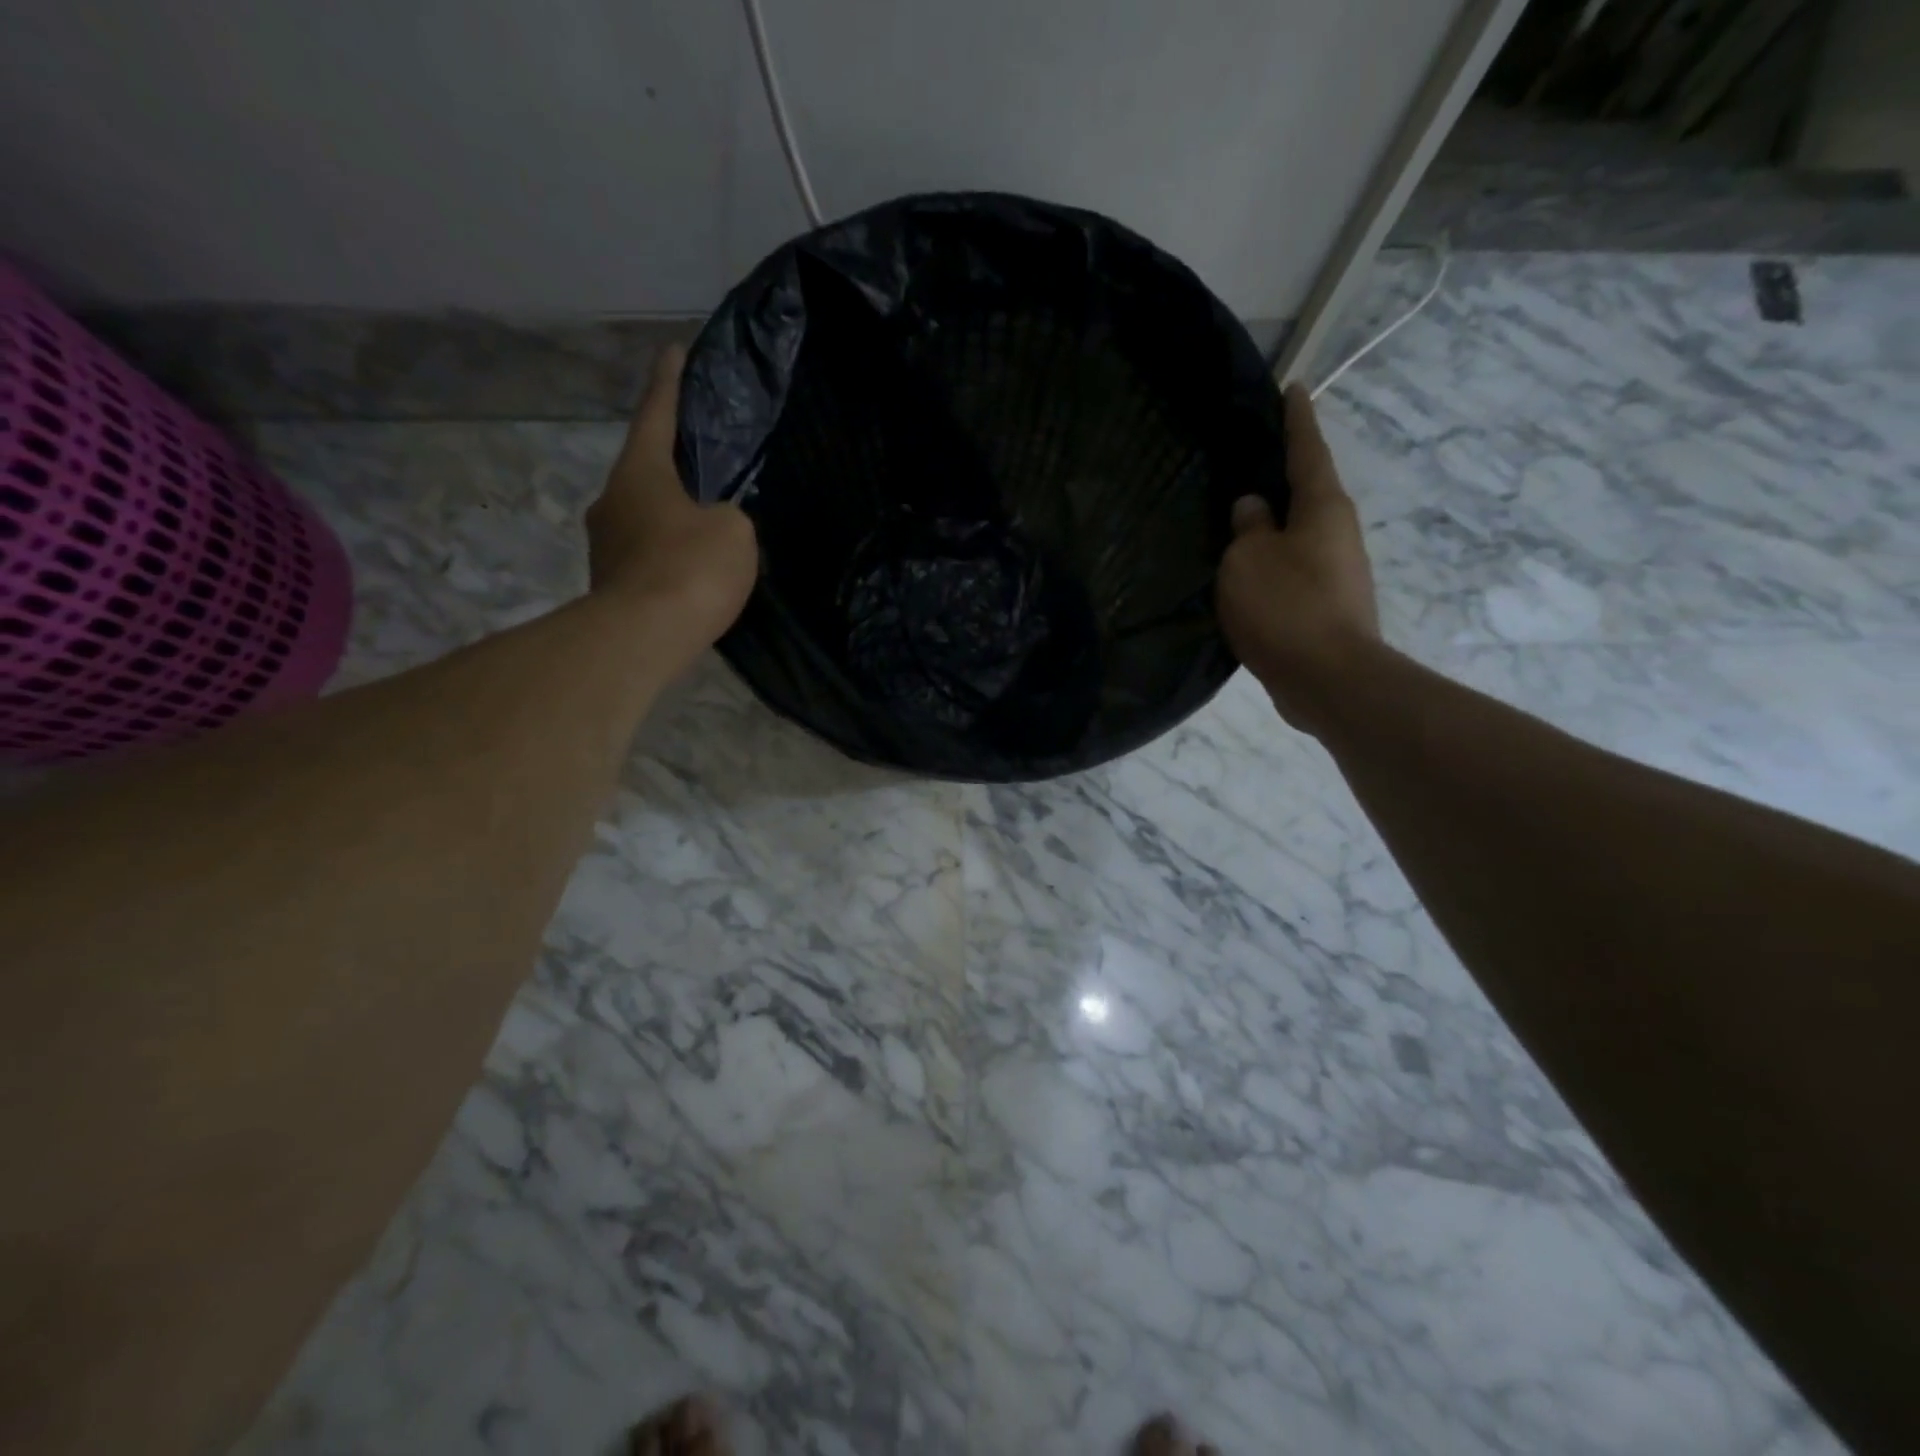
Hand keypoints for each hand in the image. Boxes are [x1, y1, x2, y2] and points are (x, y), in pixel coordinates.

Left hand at [586, 345, 758, 647]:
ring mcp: (605, 545)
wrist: (644, 637)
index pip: (656, 415)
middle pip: (646, 472)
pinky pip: (647, 555)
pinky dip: (669, 556)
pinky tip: (693, 572)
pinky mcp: (611, 583)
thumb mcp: (733, 531)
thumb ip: (728, 515)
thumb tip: (712, 524)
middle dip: (673, 468)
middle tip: (704, 471)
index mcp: (640, 473)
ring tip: (706, 532)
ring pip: (645, 517)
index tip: (672, 351)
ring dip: (672, 519)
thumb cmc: (690, 568)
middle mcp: (612, 500)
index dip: (669, 383)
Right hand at [1217, 383, 1381, 732]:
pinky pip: (1292, 570)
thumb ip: (1247, 528)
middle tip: (1250, 459)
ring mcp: (1336, 572)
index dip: (1297, 420)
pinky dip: (1271, 563)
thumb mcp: (1248, 560)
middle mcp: (1337, 533)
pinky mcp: (1327, 606)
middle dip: (1283, 476)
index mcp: (1322, 508)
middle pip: (1307, 493)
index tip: (1294, 388)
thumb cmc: (1286, 607)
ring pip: (1298, 535)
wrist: (1328, 680)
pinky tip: (1246, 572)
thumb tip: (1254, 509)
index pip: (1307, 451)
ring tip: (1238, 520)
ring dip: (1274, 526)